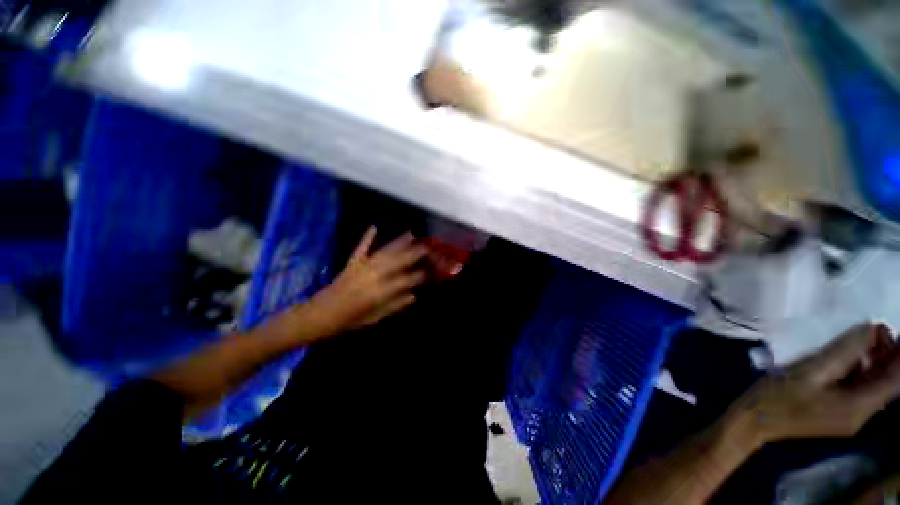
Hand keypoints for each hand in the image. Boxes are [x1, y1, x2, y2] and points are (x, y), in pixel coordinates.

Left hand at [306, 227, 428, 336]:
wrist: (316, 317)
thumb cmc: (346, 323)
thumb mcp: (373, 319)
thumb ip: (394, 306)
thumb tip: (414, 296)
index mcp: (379, 293)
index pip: (406, 281)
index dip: (420, 276)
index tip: (432, 271)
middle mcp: (372, 277)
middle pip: (398, 262)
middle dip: (414, 254)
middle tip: (428, 247)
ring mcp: (361, 268)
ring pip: (384, 252)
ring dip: (398, 242)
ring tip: (411, 233)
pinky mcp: (350, 264)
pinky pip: (360, 249)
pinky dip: (367, 238)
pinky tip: (374, 226)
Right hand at [730, 323, 899, 447]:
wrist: (753, 421)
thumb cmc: (778, 396)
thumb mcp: (810, 371)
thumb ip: (843, 351)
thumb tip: (871, 327)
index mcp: (859, 407)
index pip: (895, 380)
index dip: (898, 353)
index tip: (885, 327)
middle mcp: (861, 415)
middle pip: (886, 383)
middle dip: (887, 354)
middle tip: (874, 327)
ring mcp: (849, 416)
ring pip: (872, 386)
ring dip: (873, 361)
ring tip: (861, 337)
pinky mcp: (837, 413)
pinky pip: (858, 390)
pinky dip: (859, 371)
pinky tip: (845, 358)